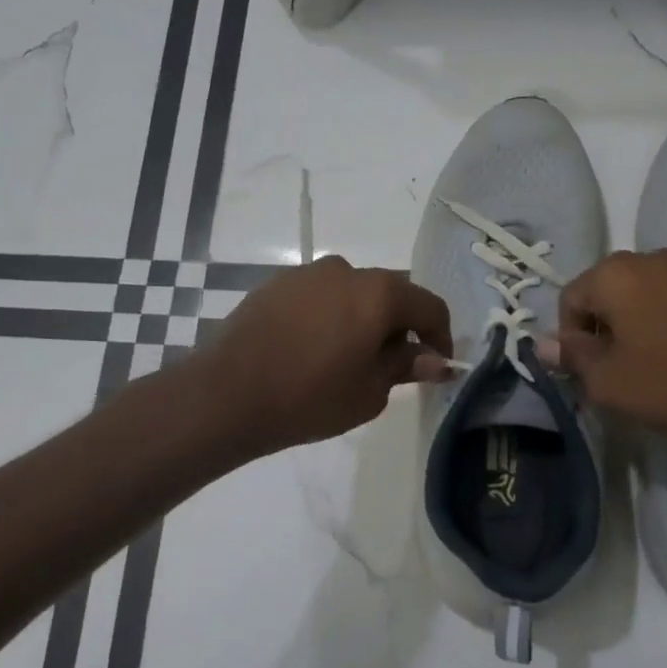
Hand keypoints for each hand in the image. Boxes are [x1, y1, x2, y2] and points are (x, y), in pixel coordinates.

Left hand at [200, 255, 453, 456]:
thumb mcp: (369, 391)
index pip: (429, 306)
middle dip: (400, 326)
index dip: (440, 337)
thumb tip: (435, 359)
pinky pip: (319, 297)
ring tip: (348, 358)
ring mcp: (307, 274)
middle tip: (393, 365)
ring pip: (352, 293)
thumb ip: (405, 366)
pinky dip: (329, 317)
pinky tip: (313, 349)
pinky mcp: (276, 284)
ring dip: (362, 319)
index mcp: (379, 292)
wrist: (226, 395)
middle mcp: (347, 270)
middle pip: (391, 294)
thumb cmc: (310, 397)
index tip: (436, 365)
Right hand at [540, 249, 666, 454]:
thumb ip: (572, 357)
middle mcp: (653, 257)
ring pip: (644, 294)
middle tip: (616, 370)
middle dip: (603, 327)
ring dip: (636, 324)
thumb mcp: (609, 382)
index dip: (569, 337)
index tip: (586, 372)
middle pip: (608, 290)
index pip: (570, 297)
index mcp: (617, 273)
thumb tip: (545, 345)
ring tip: (652, 365)